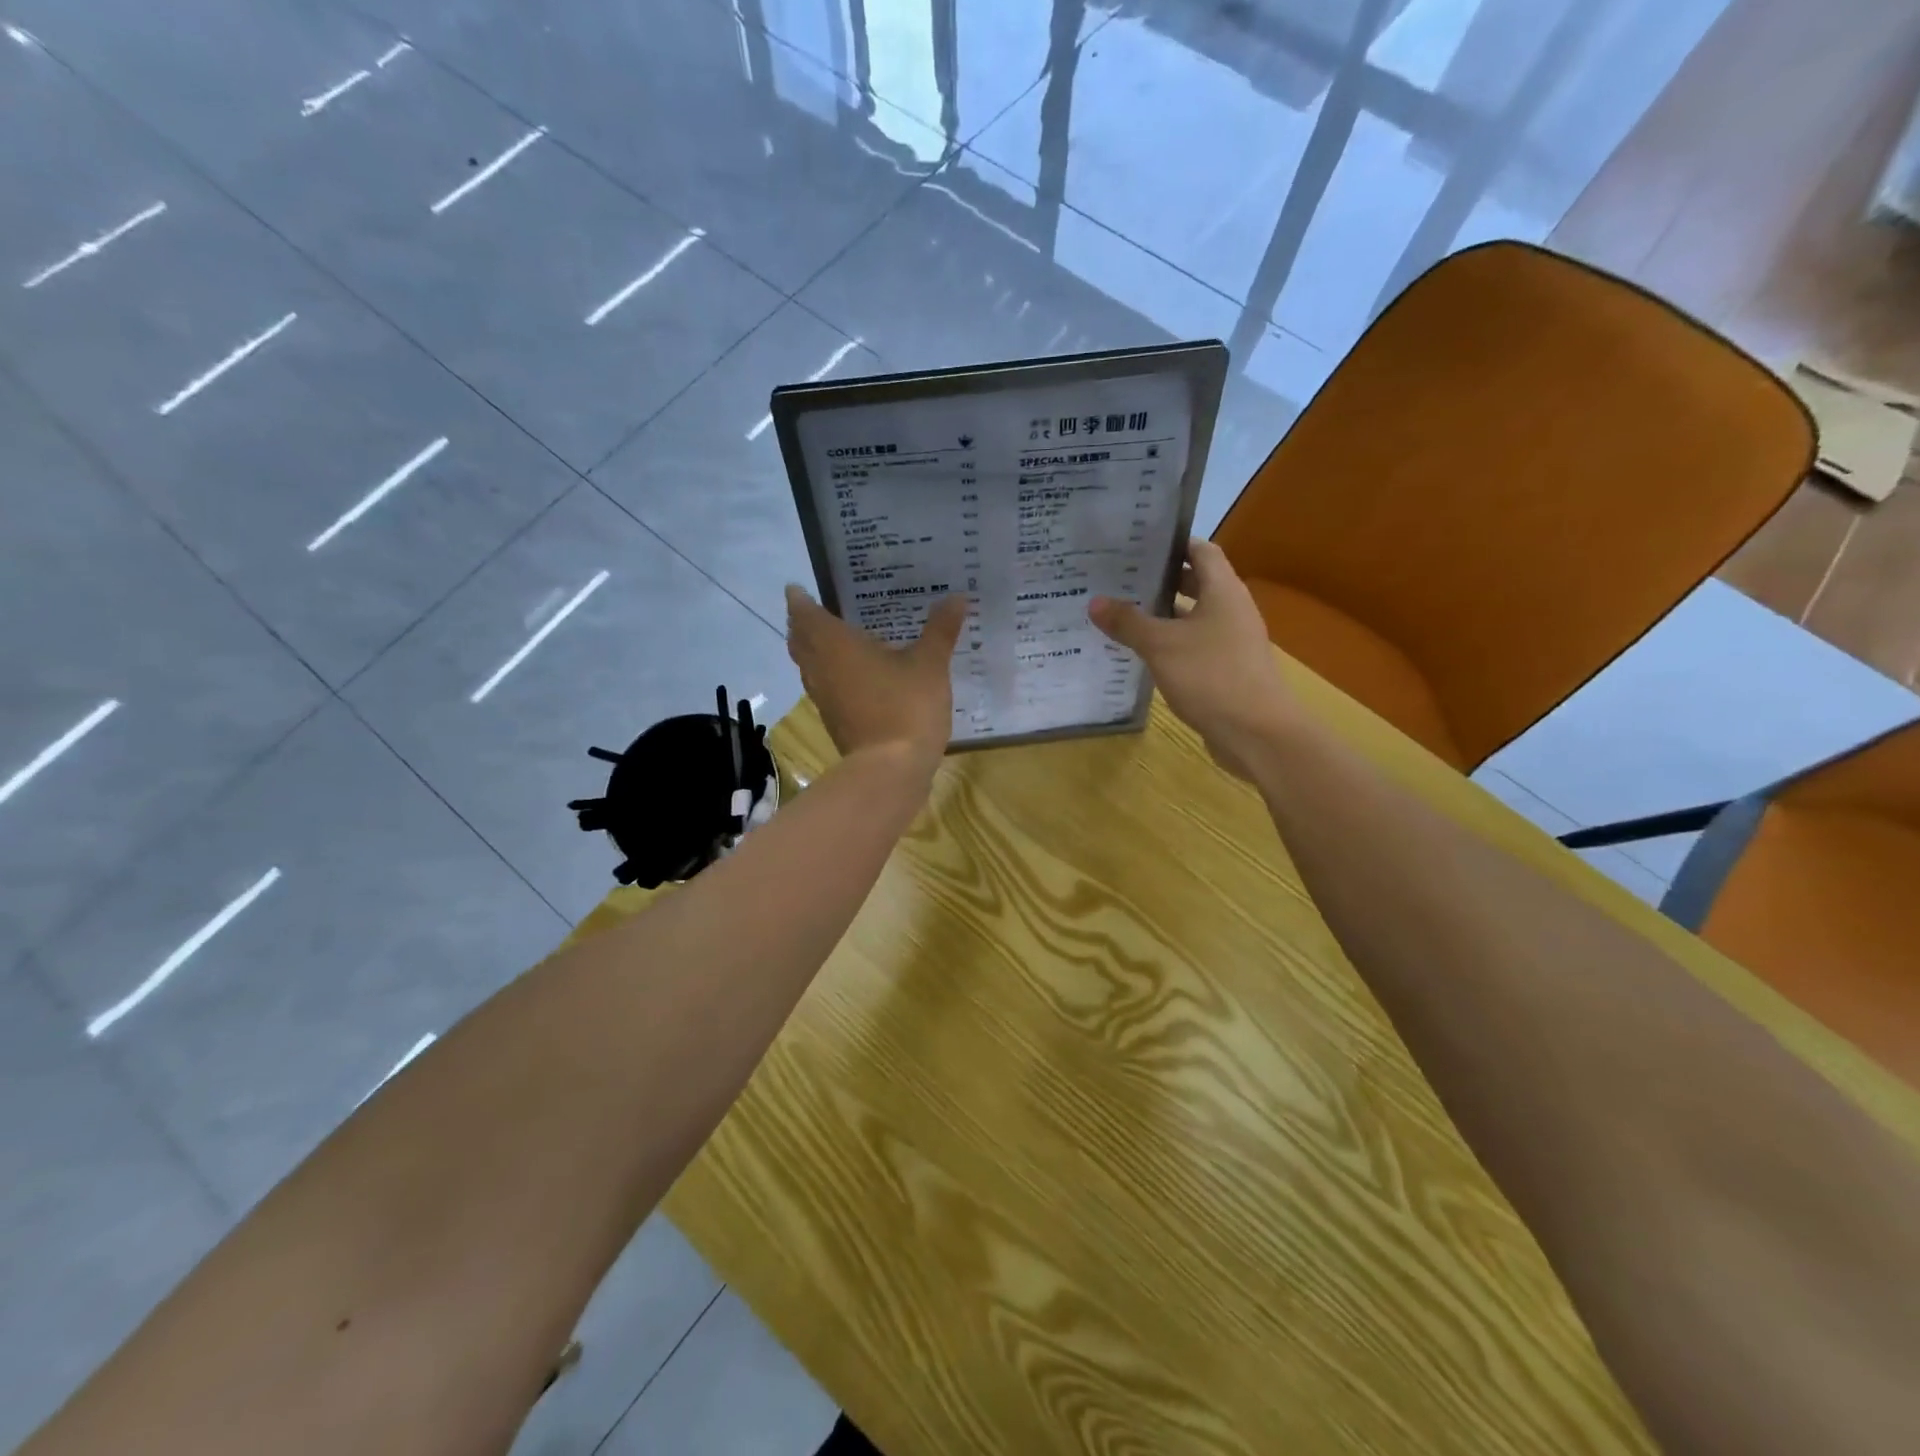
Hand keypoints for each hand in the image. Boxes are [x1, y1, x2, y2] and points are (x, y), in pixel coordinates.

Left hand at [785, 586, 966, 769]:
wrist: (891, 770)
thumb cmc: (906, 706)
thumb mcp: (930, 664)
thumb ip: (940, 630)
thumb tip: (956, 597)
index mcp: (835, 644)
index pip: (804, 614)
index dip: (799, 600)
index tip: (797, 588)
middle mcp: (821, 668)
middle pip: (799, 641)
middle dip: (802, 624)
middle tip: (815, 610)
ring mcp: (824, 698)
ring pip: (809, 667)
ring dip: (814, 651)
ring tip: (833, 638)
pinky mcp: (834, 721)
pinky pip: (824, 688)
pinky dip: (830, 674)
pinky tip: (854, 676)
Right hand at [1088, 539, 1295, 778]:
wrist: (1257, 733)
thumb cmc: (1211, 676)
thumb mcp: (1161, 646)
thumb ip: (1128, 622)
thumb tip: (1095, 602)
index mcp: (1223, 590)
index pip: (1200, 550)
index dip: (1171, 542)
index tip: (1135, 542)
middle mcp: (1230, 609)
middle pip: (1195, 582)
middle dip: (1159, 579)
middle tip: (1118, 577)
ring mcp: (1230, 641)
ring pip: (1192, 617)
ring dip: (1161, 614)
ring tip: (1120, 611)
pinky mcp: (1225, 669)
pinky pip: (1192, 646)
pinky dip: (1169, 643)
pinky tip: (1139, 652)